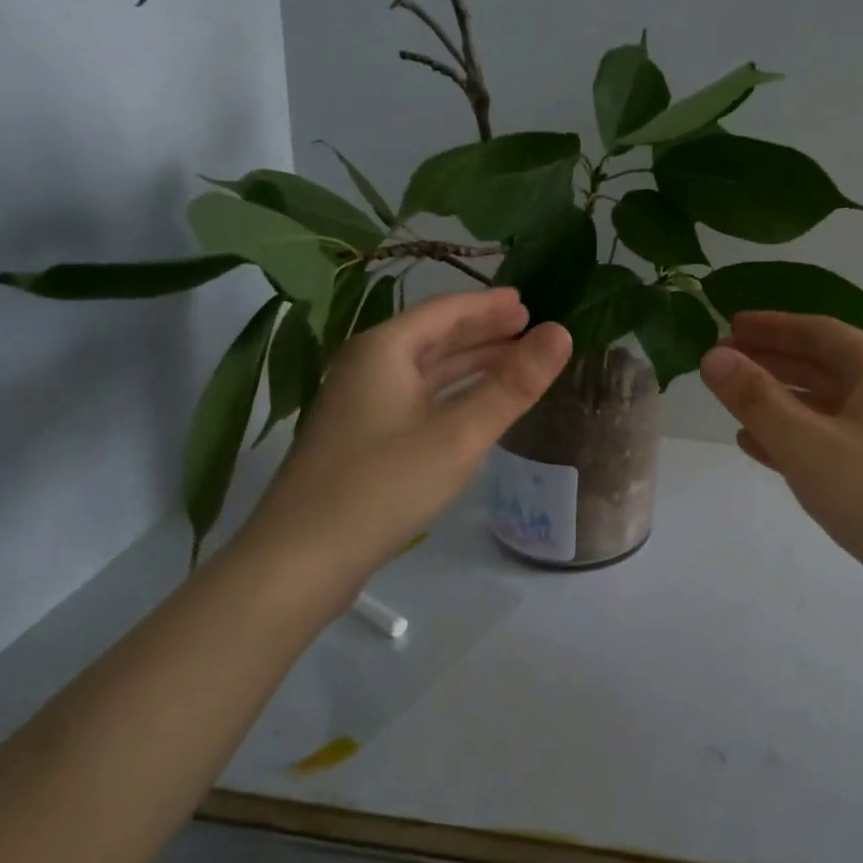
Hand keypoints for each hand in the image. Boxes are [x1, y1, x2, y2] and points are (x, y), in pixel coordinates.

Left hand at [232, 288, 571, 606]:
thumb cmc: (384, 485)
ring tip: (511, 361)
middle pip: (433, 337)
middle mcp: (367, 367)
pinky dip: (450, 393)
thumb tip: (561, 332)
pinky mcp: (359, 439)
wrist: (300, 560)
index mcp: (384, 350)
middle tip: (527, 327)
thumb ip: (513, 384)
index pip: (445, 311)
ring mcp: (359, 404)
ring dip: (468, 363)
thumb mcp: (459, 433)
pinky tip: (471, 407)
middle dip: (482, 331)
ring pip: (424, 371)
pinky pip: (415, 398)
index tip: (527, 302)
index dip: (488, 305)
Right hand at [700, 312, 862, 650]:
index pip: (818, 332)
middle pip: (821, 366)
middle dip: (770, 362)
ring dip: (778, 402)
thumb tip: (713, 357)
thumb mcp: (807, 443)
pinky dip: (793, 439)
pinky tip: (757, 447)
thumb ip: (756, 398)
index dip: (772, 327)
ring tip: (731, 402)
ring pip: (824, 407)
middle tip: (722, 363)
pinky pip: (830, 443)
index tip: (729, 326)